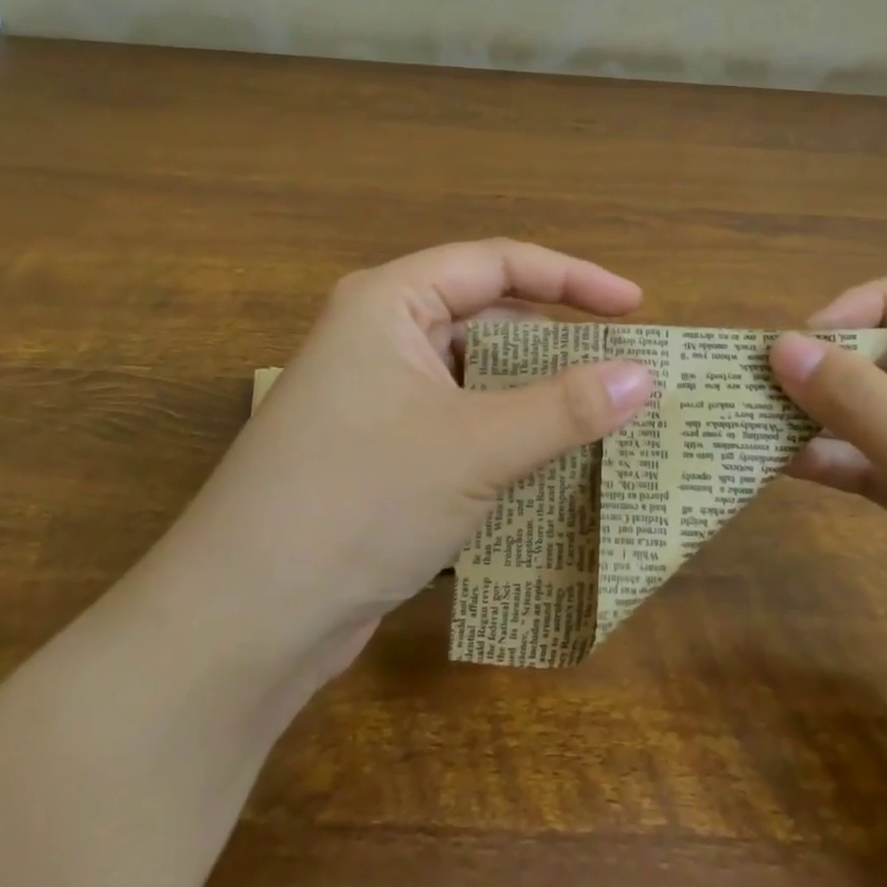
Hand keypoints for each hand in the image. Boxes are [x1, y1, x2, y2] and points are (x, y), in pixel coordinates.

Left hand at [152, 240, 654, 691]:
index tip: (635, 307)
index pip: (498, 264)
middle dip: (557, 343)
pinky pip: (459, 422)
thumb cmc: (359, 500)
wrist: (242, 622)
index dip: (573, 279)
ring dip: (535, 396)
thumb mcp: (476, 447)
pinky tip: (550, 464)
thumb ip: (565, 408)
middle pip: (488, 318)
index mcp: (390, 302)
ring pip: (476, 377)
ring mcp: (376, 397)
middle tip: (625, 370)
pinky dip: (506, 435)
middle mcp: (380, 337)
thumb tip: (644, 376)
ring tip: (602, 417)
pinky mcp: (379, 452)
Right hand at [769, 269, 886, 765]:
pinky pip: (879, 464)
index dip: (873, 303)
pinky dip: (837, 461)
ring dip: (826, 414)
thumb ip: (864, 403)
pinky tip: (787, 464)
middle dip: (838, 365)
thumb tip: (780, 347)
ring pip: (884, 412)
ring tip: (761, 419)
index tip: (808, 335)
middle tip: (767, 381)